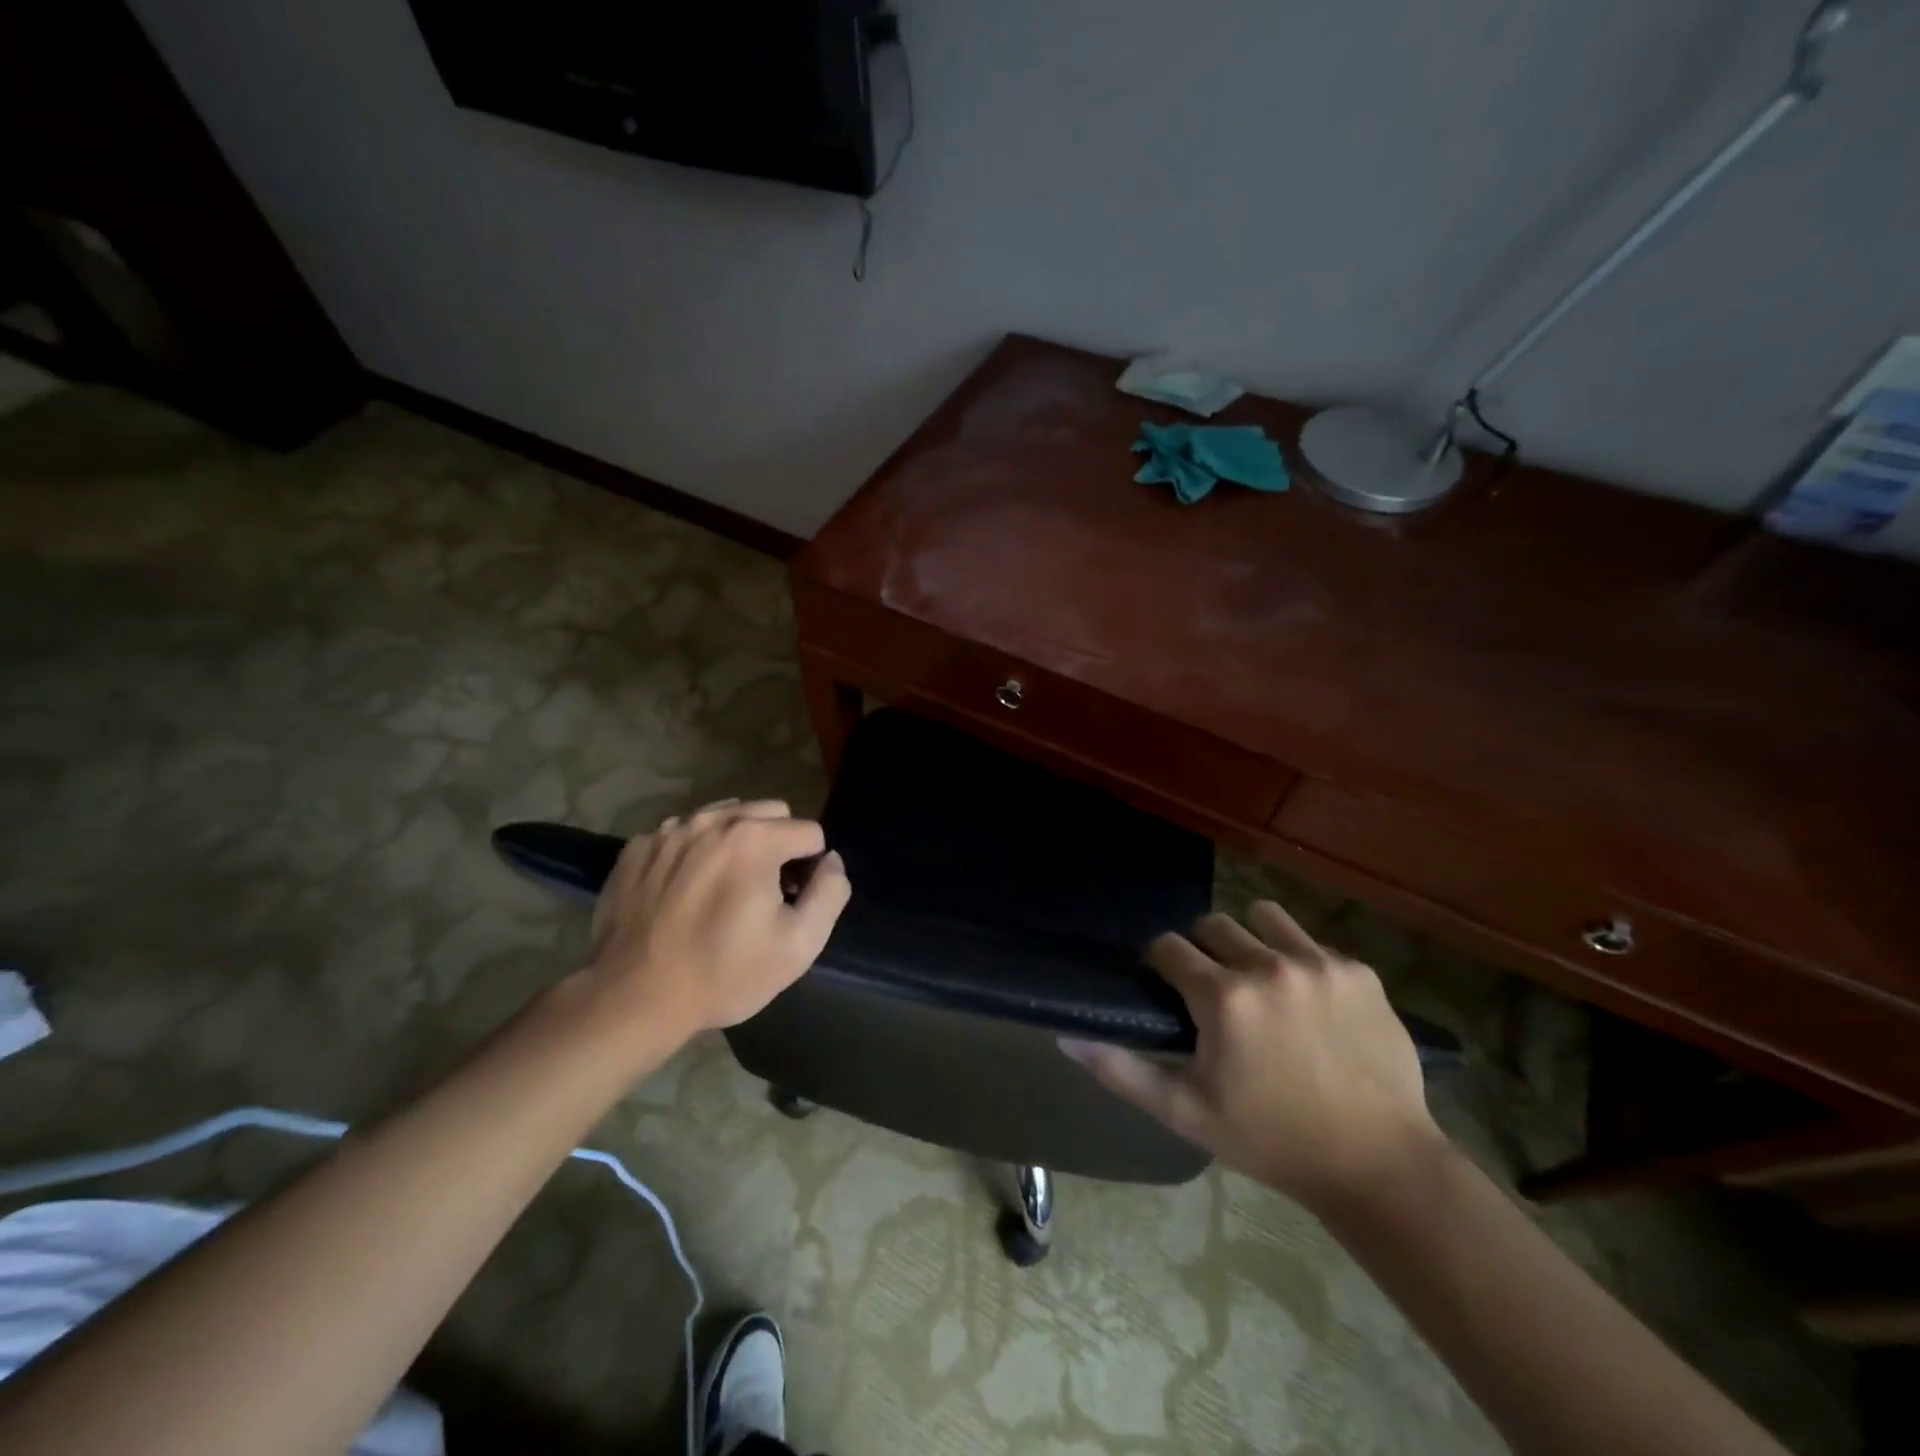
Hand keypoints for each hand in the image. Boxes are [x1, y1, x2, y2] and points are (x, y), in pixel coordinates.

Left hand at [584, 799, 850, 1040]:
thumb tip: (830, 861)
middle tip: (763, 890)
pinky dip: (694, 853)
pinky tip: (684, 892)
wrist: (633, 998)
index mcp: (755, 838)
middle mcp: (712, 820)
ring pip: (724, 816)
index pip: (809, 832)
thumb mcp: (799, 945)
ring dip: (735, 842)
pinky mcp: (637, 848)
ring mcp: (669, 831)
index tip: (791, 901)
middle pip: (769, 812)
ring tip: (724, 887)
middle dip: (778, 844)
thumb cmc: (724, 974)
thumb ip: (830, 892)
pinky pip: (682, 834)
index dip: (810, 868)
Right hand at [1064, 900, 1442, 1212]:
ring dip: (1252, 941)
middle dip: (1204, 951)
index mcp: (1223, 997)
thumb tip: (1067, 1037)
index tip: (1171, 989)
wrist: (1379, 1164)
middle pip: (1213, 925)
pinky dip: (1301, 962)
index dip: (1162, 965)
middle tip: (1215, 991)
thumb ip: (1122, 1071)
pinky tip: (1312, 1005)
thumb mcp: (1187, 1113)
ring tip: (1262, 982)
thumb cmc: (1271, 1140)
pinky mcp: (1359, 971)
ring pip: (1264, 917)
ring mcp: (1319, 963)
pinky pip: (1313, 943)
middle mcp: (1268, 965)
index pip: (1169, 947)